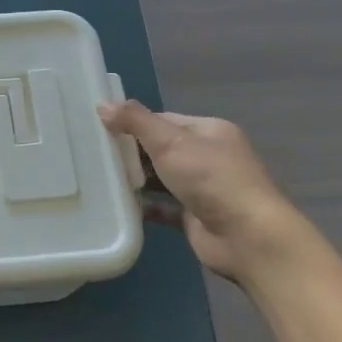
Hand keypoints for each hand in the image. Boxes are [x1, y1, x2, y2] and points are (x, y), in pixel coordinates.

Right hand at [99, 101, 307, 285]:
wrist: (247, 237)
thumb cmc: (210, 179)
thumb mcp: (170, 142)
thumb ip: (135, 122)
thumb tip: (102, 104)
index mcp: (209, 131)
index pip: (164, 120)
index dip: (134, 123)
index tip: (101, 129)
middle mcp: (209, 157)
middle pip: (162, 149)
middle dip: (132, 152)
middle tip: (95, 155)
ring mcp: (204, 189)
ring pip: (162, 179)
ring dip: (136, 180)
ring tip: (100, 179)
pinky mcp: (196, 217)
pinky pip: (164, 207)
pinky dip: (145, 206)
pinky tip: (119, 205)